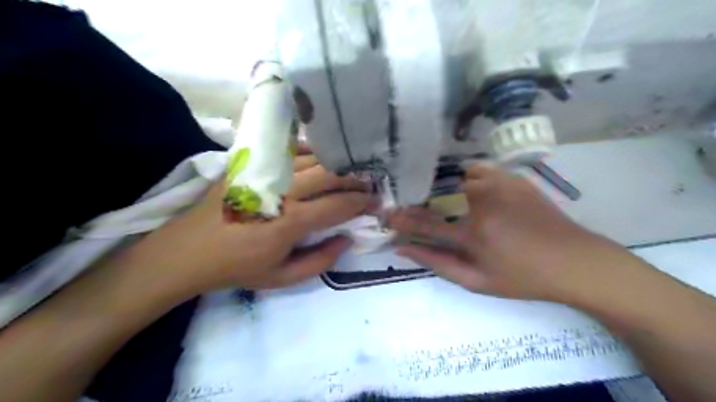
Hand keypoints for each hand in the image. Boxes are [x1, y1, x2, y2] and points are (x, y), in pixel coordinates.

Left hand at [130, 153, 371, 291]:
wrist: (189, 250)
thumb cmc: (239, 267)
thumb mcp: (282, 278)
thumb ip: (321, 261)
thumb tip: (347, 238)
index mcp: (289, 222)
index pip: (338, 205)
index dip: (361, 202)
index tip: (374, 201)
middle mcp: (281, 191)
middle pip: (329, 175)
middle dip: (354, 179)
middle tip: (368, 183)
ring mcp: (265, 173)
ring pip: (312, 159)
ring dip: (336, 164)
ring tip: (350, 170)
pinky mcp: (251, 164)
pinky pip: (289, 151)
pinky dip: (311, 152)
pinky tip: (321, 158)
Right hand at [390, 161, 633, 303]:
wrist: (574, 261)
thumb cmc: (523, 278)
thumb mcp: (477, 282)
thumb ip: (438, 263)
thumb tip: (404, 249)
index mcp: (472, 234)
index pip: (425, 224)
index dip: (403, 220)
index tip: (387, 215)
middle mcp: (482, 203)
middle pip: (438, 196)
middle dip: (420, 201)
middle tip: (414, 206)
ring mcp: (499, 186)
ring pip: (458, 179)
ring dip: (448, 189)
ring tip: (449, 201)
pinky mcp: (514, 178)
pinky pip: (480, 169)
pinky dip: (470, 177)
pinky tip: (473, 189)